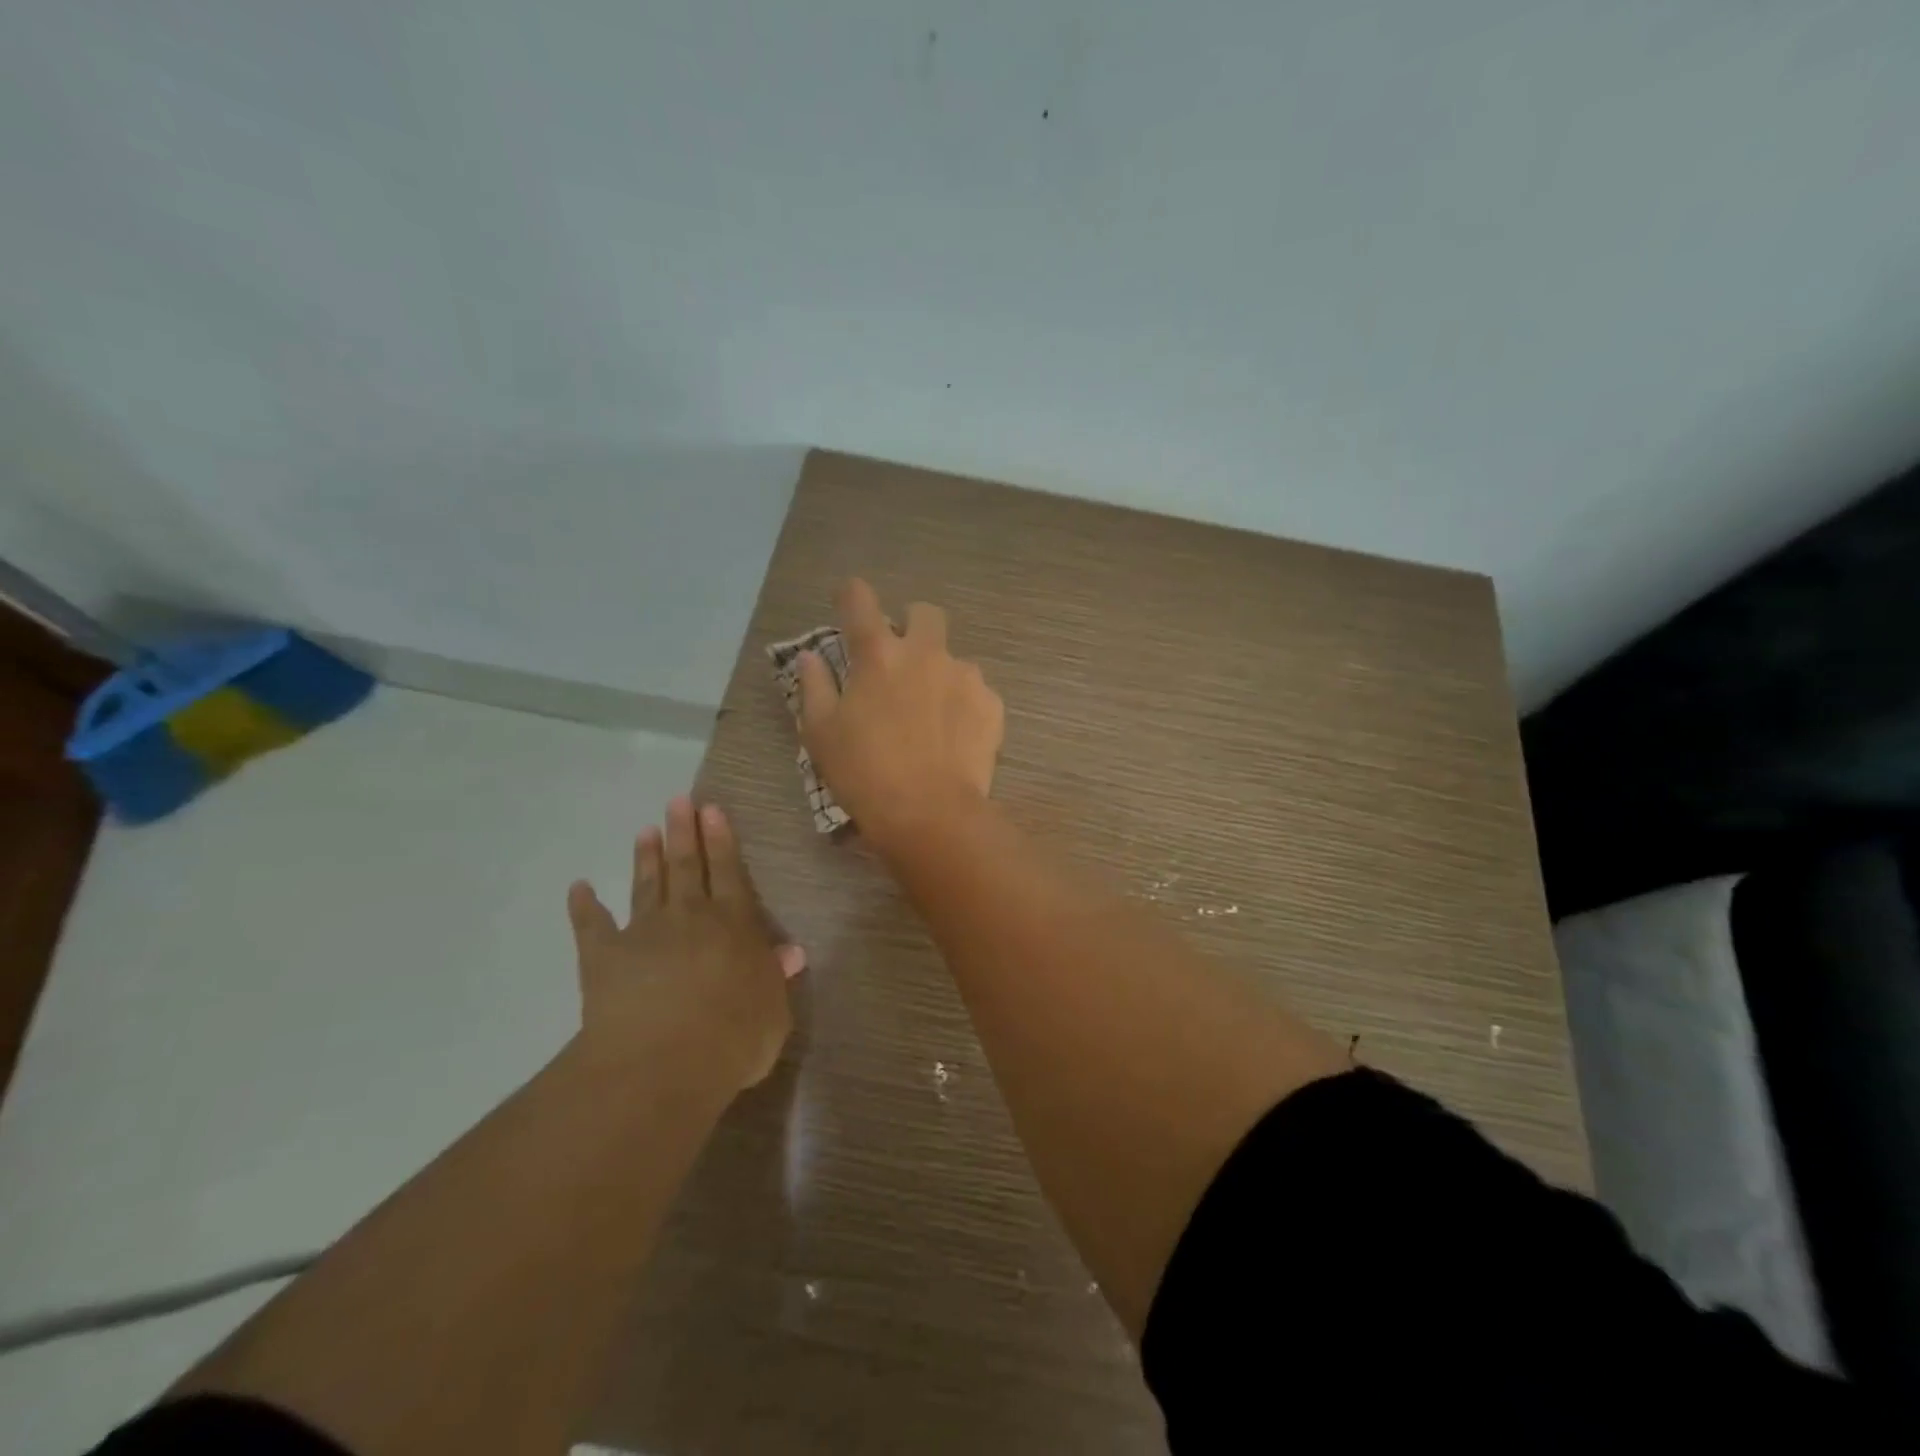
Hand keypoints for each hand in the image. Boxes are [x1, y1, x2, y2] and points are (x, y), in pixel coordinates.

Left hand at [566, 796, 802, 1091]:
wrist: (663, 1064)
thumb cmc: (733, 1039)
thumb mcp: (773, 1012)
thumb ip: (776, 978)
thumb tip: (791, 952)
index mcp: (734, 925)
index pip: (728, 872)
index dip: (721, 840)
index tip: (711, 810)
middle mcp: (690, 917)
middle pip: (686, 866)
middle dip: (683, 832)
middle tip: (678, 801)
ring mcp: (644, 933)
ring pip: (647, 885)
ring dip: (645, 857)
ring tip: (645, 830)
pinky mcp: (604, 957)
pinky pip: (592, 926)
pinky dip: (584, 906)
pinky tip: (578, 888)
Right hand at [798, 578, 1004, 851]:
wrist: (930, 814)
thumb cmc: (864, 773)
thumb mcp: (821, 734)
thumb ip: (814, 686)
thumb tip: (811, 658)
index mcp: (878, 654)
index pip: (859, 598)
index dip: (851, 596)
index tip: (848, 607)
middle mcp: (925, 652)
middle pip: (924, 613)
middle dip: (912, 626)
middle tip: (900, 661)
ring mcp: (965, 676)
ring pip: (954, 657)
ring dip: (940, 673)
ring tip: (931, 714)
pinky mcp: (991, 704)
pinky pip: (976, 691)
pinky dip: (964, 704)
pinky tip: (954, 736)